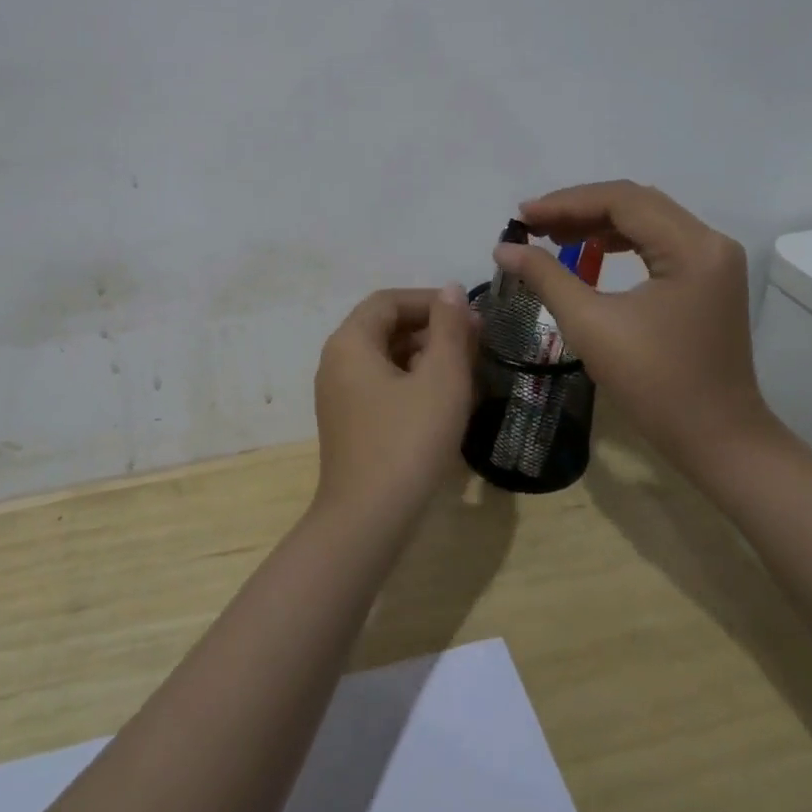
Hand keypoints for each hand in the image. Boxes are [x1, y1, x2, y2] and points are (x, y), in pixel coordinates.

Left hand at [311, 285, 478, 526]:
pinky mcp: (349, 423)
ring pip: (386, 358)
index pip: (389, 301)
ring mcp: (340, 395)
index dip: (431, 301)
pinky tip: (444, 401)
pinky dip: (413, 382)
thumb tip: (452, 290)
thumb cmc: (408, 441)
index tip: (470, 316)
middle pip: (385, 327)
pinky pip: (382, 385)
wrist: (368, 521)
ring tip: (467, 371)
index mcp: (350, 342)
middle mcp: (337, 361)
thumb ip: (449, 329)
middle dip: (432, 329)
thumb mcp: (441, 379)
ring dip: (426, 356)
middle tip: (475, 343)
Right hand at [493, 181, 774, 474]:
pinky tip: (590, 251)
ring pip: (647, 218)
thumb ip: (546, 277)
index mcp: (691, 247)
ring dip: (598, 222)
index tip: (522, 216)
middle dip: (579, 208)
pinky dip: (620, 239)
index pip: (622, 200)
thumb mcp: (591, 326)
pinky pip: (658, 240)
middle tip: (532, 224)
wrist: (718, 440)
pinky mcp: (708, 278)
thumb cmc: (655, 384)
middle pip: (636, 202)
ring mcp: (713, 259)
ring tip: (553, 236)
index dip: (566, 202)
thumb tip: (504, 249)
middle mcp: (710, 241)